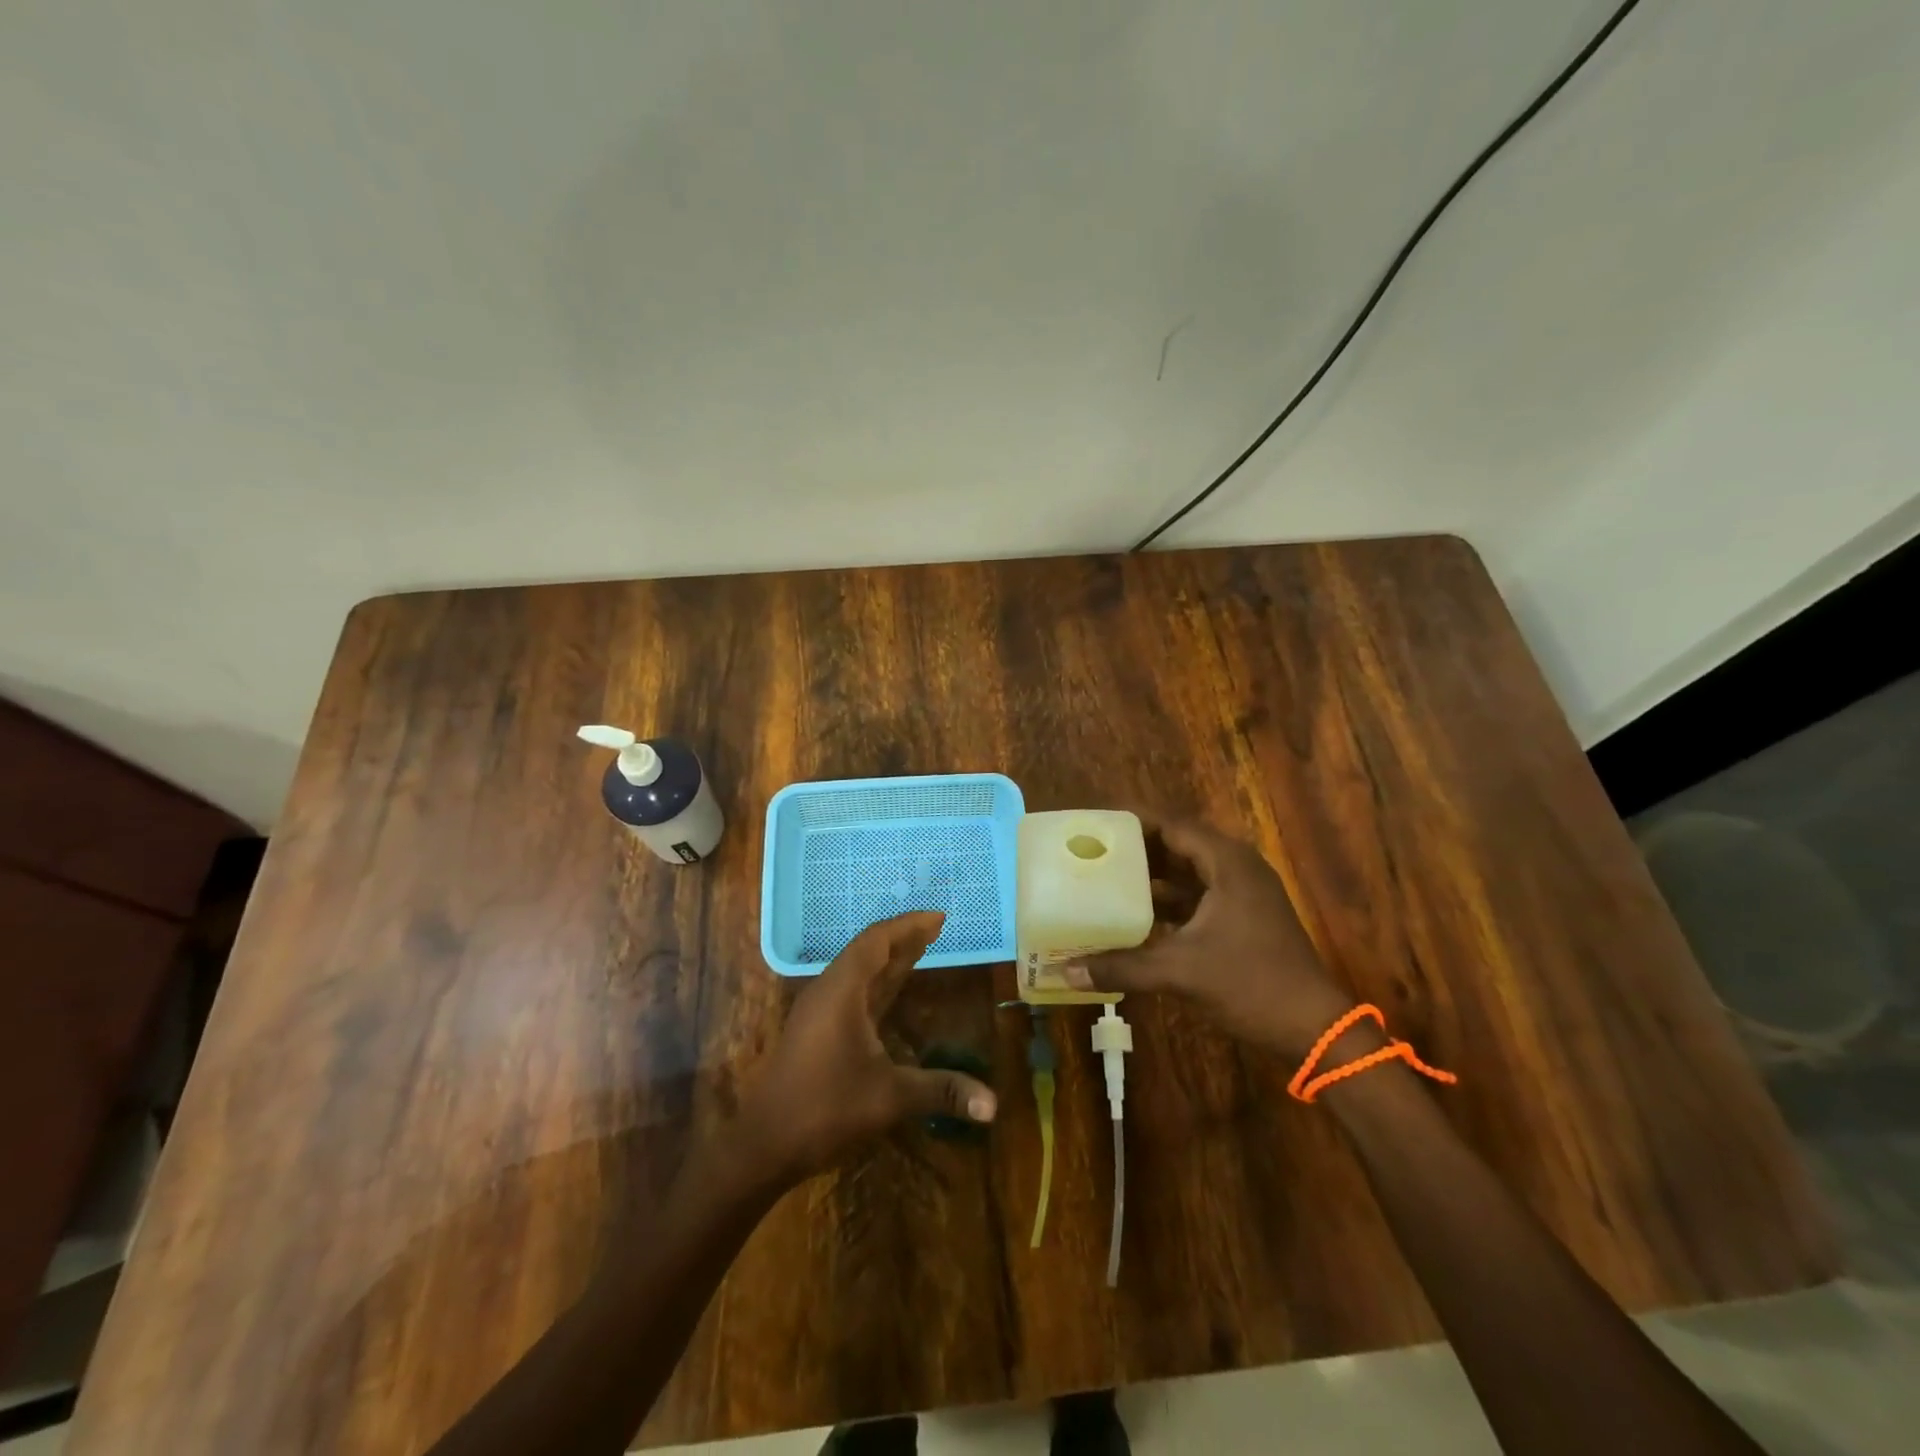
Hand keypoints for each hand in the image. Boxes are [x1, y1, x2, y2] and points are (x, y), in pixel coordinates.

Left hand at [734, 911, 996, 1184]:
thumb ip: (941, 1091)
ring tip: (922, 948)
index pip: (877, 940)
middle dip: (904, 938)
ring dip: (890, 959)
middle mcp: (829, 991)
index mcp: (842, 990)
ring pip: (860, 971)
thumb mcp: (889, 1097)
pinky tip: (892, 991)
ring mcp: (820, 1011)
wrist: (763, 1144)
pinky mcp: (817, 1031)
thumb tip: (993, 1105)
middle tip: (938, 928)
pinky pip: (854, 992)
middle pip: (869, 951)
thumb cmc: (824, 1108)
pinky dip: (879, 982)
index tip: (939, 917)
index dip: (908, 925)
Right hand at [1066, 815, 1359, 1061]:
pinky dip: (1168, 903)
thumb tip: (1066, 971)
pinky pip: (1197, 898)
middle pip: (1177, 846)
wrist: (1313, 1029)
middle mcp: (1236, 868)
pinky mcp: (1243, 918)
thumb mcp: (1181, 972)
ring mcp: (1242, 894)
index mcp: (1227, 863)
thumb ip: (1122, 966)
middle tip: (1093, 851)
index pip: (1171, 826)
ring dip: (1151, 878)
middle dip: (1136, 850)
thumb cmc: (1251, 984)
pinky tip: (1135, 917)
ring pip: (1187, 874)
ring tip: (1105, 880)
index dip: (1133, 822)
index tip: (1095, 823)